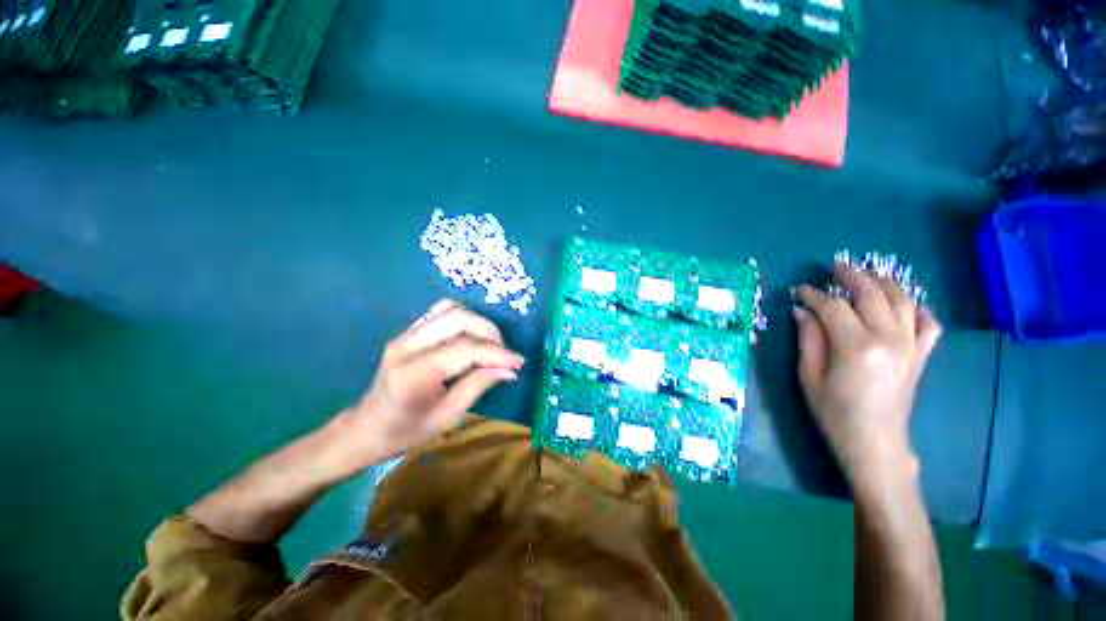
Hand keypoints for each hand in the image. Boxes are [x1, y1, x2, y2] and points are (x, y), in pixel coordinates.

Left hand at [331, 300, 523, 472]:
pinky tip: (470, 336)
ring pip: (451, 309)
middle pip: (459, 318)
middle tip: (503, 354)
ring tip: (489, 344)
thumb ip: (478, 386)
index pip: (465, 349)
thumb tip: (510, 370)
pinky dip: (462, 318)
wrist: (364, 428)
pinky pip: (440, 312)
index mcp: (415, 374)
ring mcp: (405, 335)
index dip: (497, 353)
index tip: (518, 361)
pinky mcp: (407, 332)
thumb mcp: (446, 416)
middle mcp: (408, 346)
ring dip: (477, 323)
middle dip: (489, 332)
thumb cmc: (404, 432)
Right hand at [794, 264, 940, 487]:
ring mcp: (911, 346)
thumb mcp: (809, 376)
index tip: (800, 290)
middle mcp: (889, 339)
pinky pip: (929, 323)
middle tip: (834, 268)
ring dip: (883, 283)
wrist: (875, 443)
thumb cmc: (834, 413)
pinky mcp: (921, 355)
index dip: (814, 294)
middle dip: (851, 276)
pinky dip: (918, 308)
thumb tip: (802, 311)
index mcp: (856, 347)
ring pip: (903, 300)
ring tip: (866, 276)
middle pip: (872, 294)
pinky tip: (903, 305)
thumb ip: (808, 339)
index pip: (833, 307)